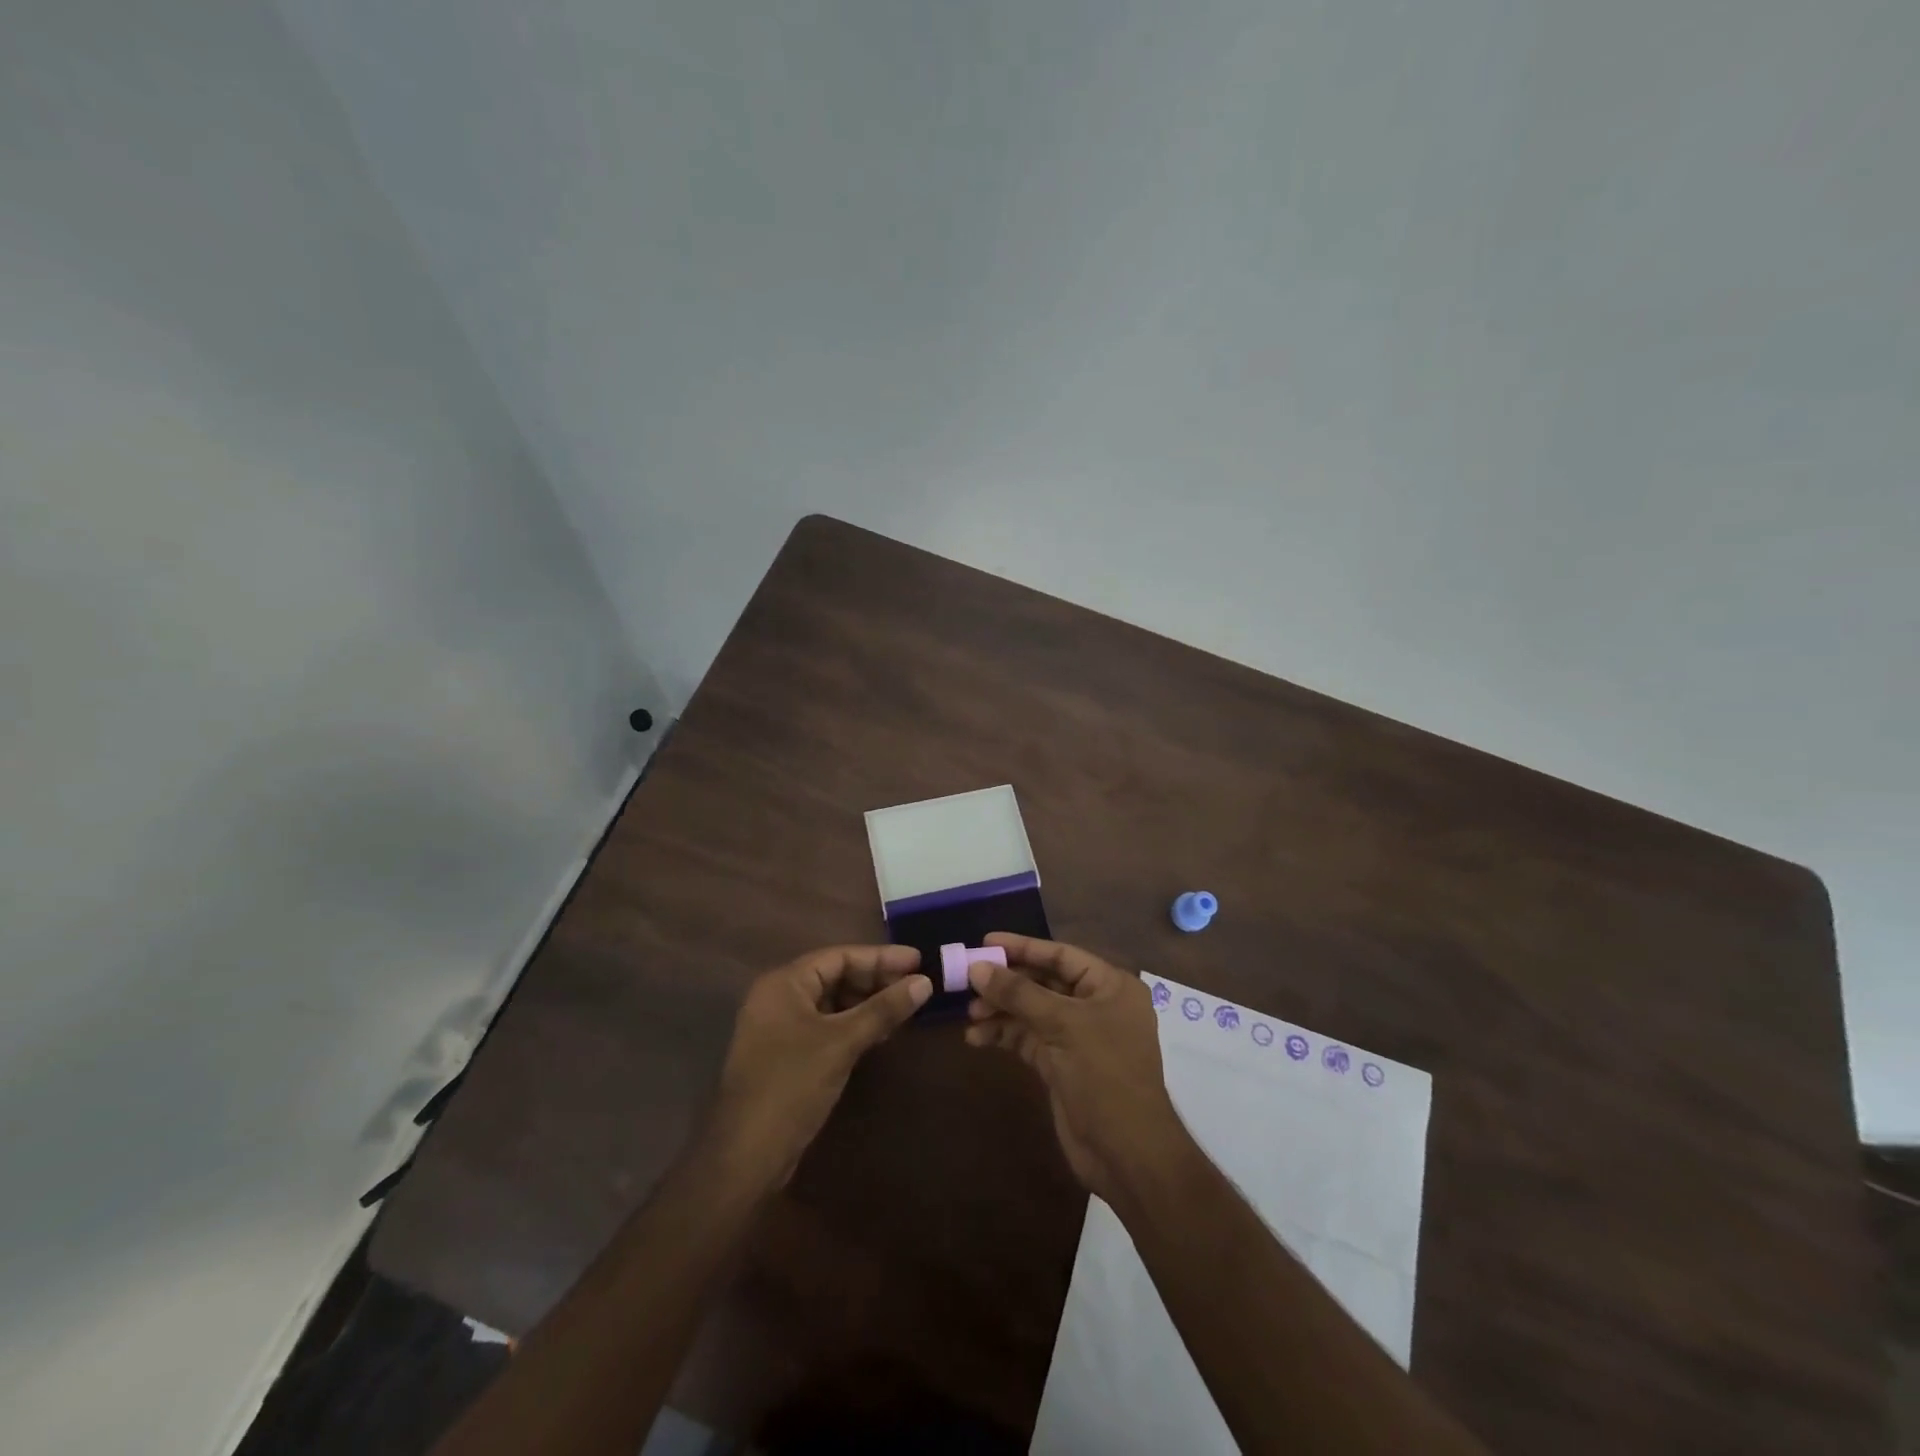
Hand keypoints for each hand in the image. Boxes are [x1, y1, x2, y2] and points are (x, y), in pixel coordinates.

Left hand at [711, 944, 930, 1186]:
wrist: (746, 1155)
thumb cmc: (792, 1084)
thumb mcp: (843, 1042)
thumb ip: (883, 1009)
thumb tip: (925, 983)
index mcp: (784, 983)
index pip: (839, 956)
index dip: (881, 957)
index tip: (918, 961)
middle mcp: (778, 997)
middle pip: (835, 976)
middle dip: (876, 980)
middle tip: (916, 986)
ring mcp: (780, 1027)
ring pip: (832, 1003)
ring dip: (867, 1004)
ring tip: (904, 1009)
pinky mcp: (786, 1054)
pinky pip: (826, 1026)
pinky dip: (853, 1025)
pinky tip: (880, 1033)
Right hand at [965, 933, 1187, 1201]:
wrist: (1126, 1154)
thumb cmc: (1104, 1075)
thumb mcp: (1062, 1025)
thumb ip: (1019, 993)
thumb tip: (977, 967)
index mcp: (1110, 986)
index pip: (1060, 955)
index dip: (1022, 947)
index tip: (984, 942)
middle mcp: (1095, 1005)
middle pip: (1043, 982)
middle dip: (1006, 983)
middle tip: (967, 980)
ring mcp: (1078, 1036)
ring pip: (1032, 1011)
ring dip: (1001, 1010)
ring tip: (970, 1014)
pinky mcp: (1061, 1064)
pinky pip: (1028, 1038)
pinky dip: (1004, 1035)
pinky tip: (977, 1037)